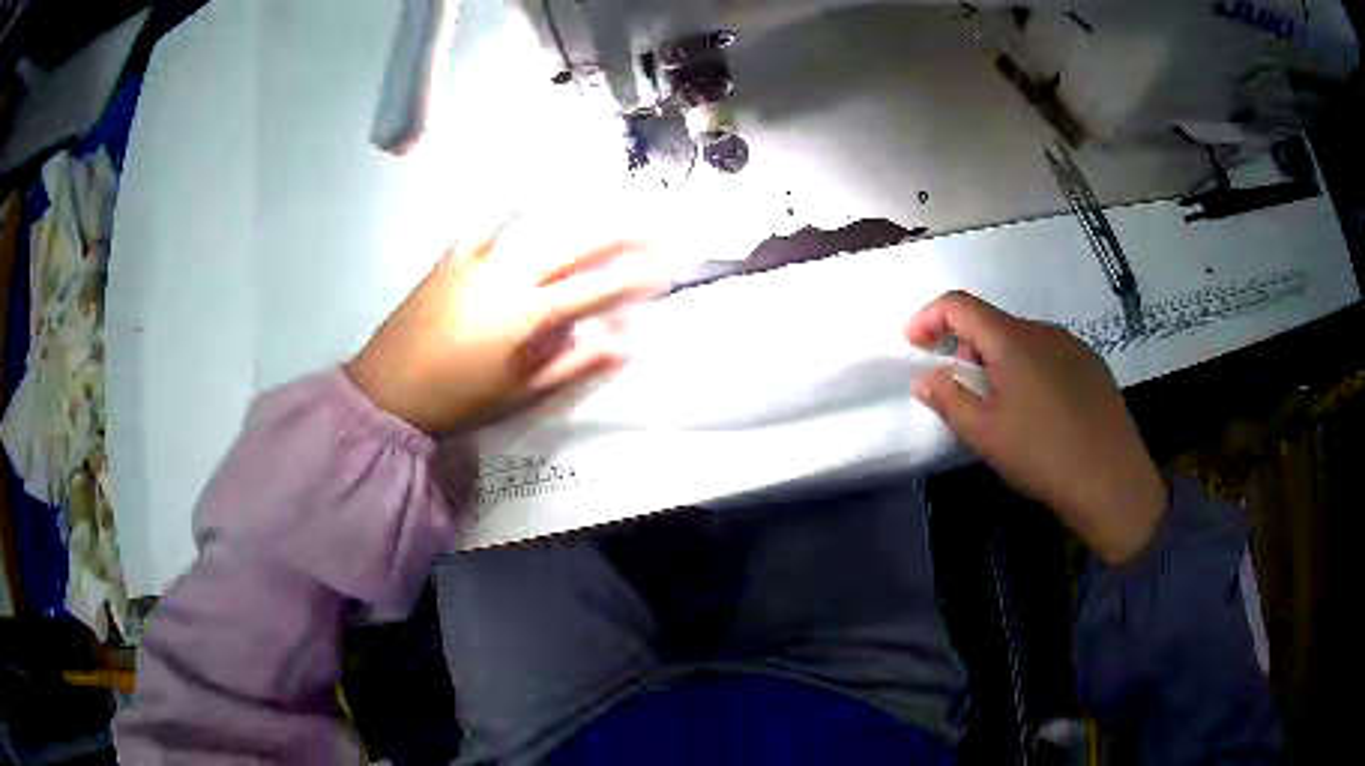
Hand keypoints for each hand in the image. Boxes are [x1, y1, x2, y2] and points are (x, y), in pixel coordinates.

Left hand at [347, 232, 666, 434]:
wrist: (389, 389)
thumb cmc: (459, 399)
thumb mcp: (521, 393)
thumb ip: (575, 364)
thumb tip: (624, 343)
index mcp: (529, 315)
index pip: (597, 288)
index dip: (637, 277)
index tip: (668, 268)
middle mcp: (510, 275)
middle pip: (578, 243)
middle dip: (624, 231)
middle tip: (658, 223)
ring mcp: (479, 259)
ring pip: (539, 225)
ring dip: (580, 213)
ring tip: (610, 201)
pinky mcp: (453, 256)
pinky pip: (487, 222)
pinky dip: (511, 207)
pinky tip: (528, 191)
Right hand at [905, 291, 1165, 564]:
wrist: (1111, 479)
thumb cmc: (1041, 454)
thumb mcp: (984, 434)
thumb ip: (948, 399)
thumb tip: (925, 378)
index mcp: (1011, 339)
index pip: (959, 305)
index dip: (929, 317)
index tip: (914, 345)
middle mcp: (1042, 331)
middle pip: (991, 323)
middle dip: (966, 348)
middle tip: (962, 392)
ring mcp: (1072, 345)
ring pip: (1022, 341)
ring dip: (999, 361)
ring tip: (1003, 408)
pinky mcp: (1092, 365)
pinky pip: (1049, 355)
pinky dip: (1029, 370)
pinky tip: (1040, 412)